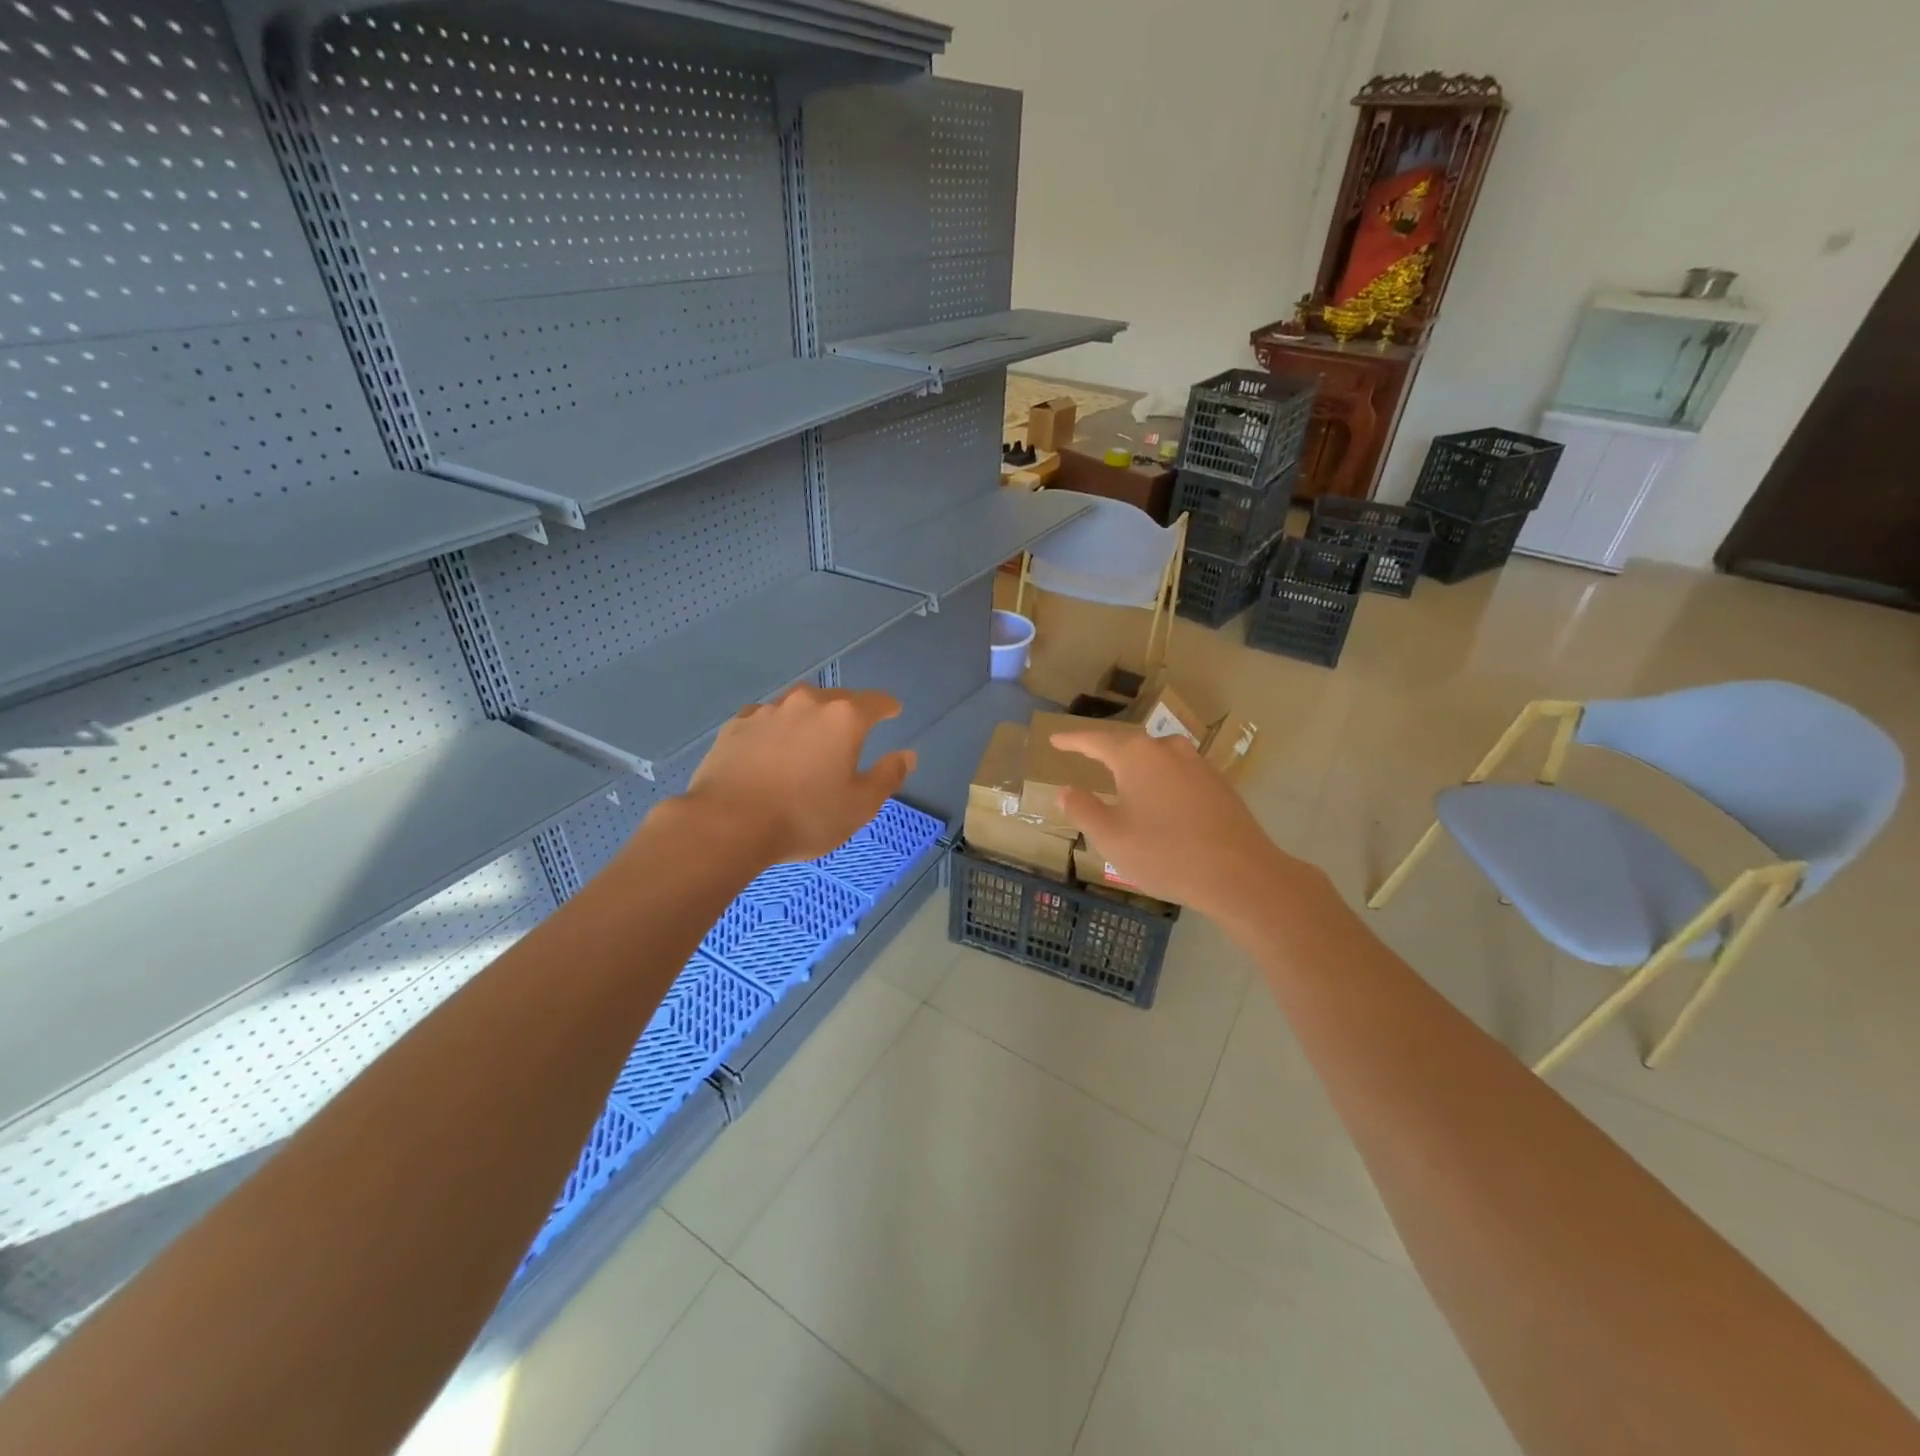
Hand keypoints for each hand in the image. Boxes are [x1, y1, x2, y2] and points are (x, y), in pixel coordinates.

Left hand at [683, 686, 916, 864]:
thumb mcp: (860, 806)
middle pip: (836, 700)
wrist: (727, 824)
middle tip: (851, 734)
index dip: (887, 707)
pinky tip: (771, 751)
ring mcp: (767, 711)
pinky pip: (766, 721)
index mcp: (844, 718)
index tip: (893, 711)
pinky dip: (776, 731)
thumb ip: (888, 776)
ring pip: (798, 707)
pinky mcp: (736, 725)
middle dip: (848, 713)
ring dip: (809, 720)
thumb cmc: (804, 816)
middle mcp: (806, 703)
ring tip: (809, 743)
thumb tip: (907, 755)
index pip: (875, 702)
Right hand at [1051, 727, 1309, 921]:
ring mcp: (1198, 764)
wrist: (1241, 875)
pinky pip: (1178, 772)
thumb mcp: (1111, 837)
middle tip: (1085, 755)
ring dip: (1136, 764)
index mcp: (1136, 756)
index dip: (1073, 741)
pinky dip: (1160, 779)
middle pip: (1129, 743)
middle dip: (1105, 749)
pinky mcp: (1218, 784)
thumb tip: (1065, 790)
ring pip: (1157, 756)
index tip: (1055, 740)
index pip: (1095, 740)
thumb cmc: (1166, 854)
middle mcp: (1167, 750)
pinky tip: (1159, 799)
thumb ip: (1084, 809)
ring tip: (1122, 776)